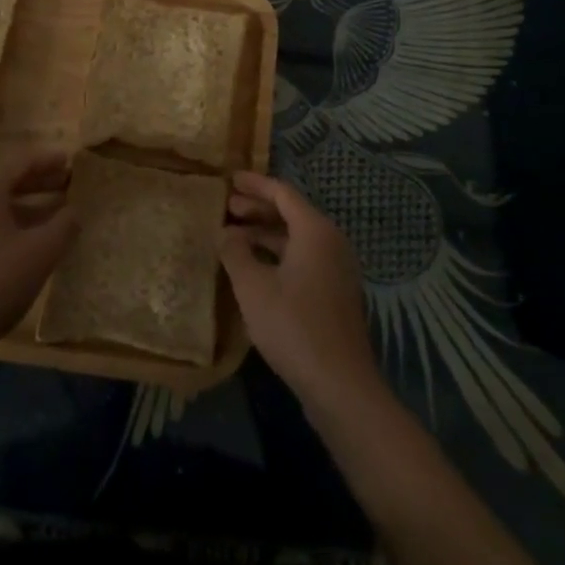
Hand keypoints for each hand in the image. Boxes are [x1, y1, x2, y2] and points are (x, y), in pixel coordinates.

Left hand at [0, 151, 77, 351]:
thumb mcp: (41, 251)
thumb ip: (64, 224)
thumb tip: (75, 211)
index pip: (22, 160)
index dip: (50, 159)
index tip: (72, 161)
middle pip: (7, 179)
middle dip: (40, 181)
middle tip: (68, 184)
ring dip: (27, 204)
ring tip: (55, 213)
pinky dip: (10, 222)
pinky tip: (29, 240)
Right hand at [221, 170, 380, 410]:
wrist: (340, 384)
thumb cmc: (294, 326)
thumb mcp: (253, 287)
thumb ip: (235, 252)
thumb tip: (225, 232)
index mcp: (315, 230)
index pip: (282, 193)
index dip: (254, 184)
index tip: (230, 179)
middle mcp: (331, 241)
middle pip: (291, 213)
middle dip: (258, 209)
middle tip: (227, 208)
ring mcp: (337, 268)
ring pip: (297, 238)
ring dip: (266, 234)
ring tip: (234, 238)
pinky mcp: (335, 292)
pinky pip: (304, 258)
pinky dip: (279, 254)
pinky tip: (255, 269)